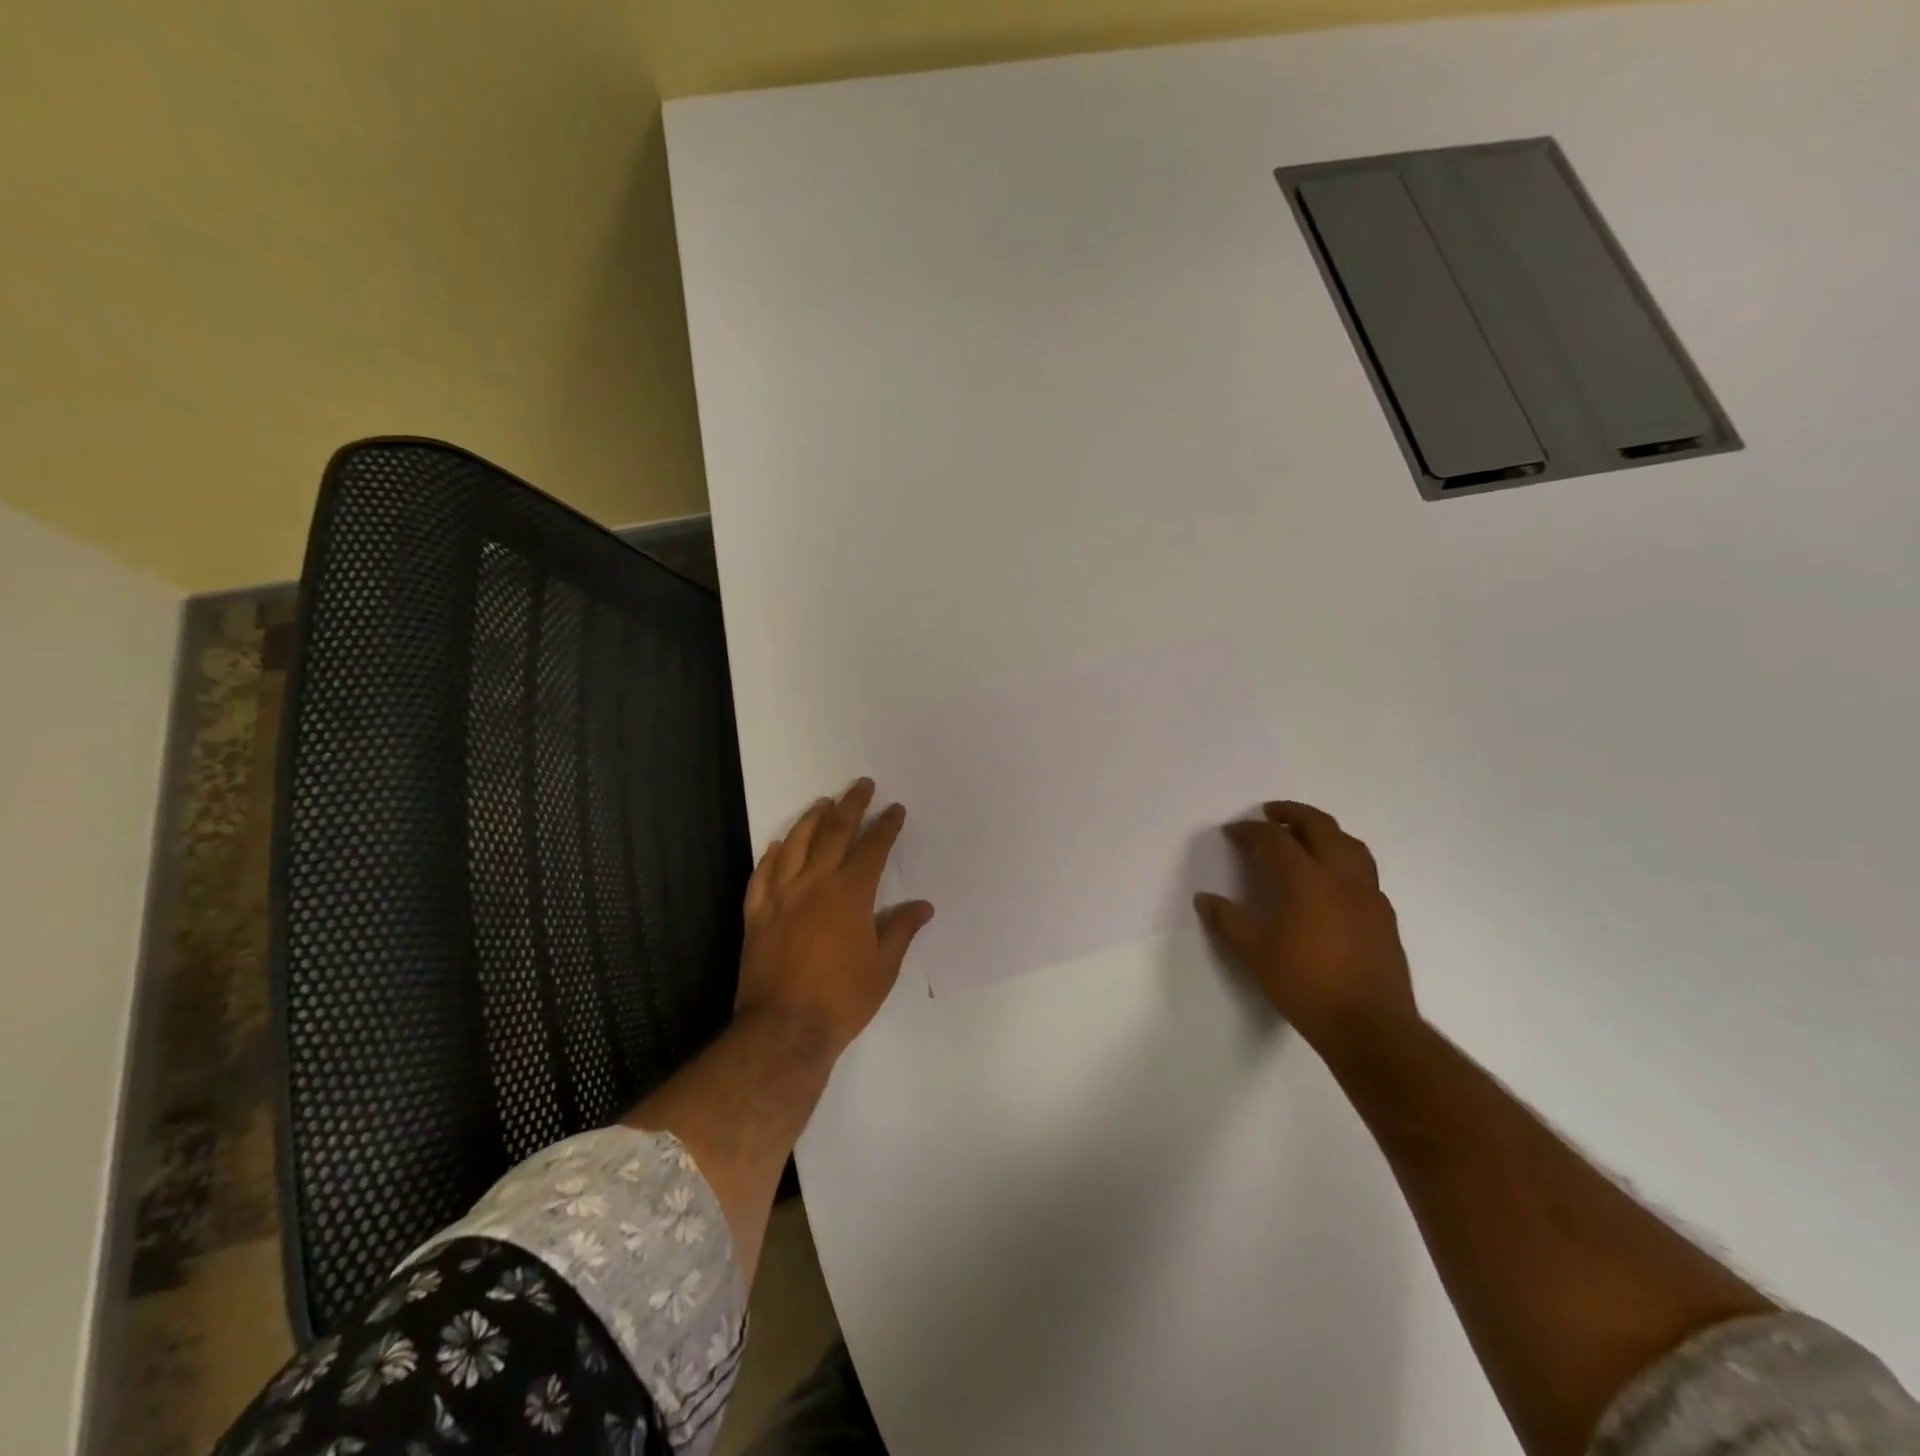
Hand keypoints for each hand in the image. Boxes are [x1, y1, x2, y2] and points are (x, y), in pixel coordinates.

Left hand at [735, 778, 933, 1056]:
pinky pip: (763, 875)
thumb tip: (923, 906)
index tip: (894, 809)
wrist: (784, 1029)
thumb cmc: (842, 999)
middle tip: (861, 786)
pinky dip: (772, 855)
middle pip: (833, 833)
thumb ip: (900, 930)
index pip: (872, 848)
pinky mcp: (757, 915)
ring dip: (811, 820)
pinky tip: (778, 844)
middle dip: (850, 805)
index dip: (885, 826)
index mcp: (850, 894)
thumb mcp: (883, 967)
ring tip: (823, 803)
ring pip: (796, 845)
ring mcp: (781, 897)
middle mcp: (815, 884)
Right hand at [1195, 800, 1417, 1052]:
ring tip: (1304, 835)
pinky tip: (1330, 878)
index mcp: (1306, 880)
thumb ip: (1229, 921)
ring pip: (1349, 843)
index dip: (1250, 831)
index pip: (1275, 839)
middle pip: (1319, 826)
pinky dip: (1342, 858)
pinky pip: (1363, 869)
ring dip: (1323, 830)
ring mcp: (1368, 894)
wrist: (1370, 1027)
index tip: (1232, 832)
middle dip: (1292, 814)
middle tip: (1270, 813)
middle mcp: (1341, 876)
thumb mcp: (1256, 955)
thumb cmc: (1306, 986)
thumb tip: (1205, 899)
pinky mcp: (1384, 914)